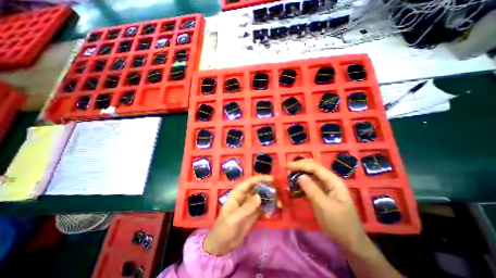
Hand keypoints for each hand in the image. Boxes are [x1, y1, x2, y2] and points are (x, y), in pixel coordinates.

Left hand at [202, 176, 272, 256]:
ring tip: (279, 206)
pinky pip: (263, 207)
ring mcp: (250, 204)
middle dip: (268, 190)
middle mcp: (244, 196)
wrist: (222, 244)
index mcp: (238, 193)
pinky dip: (268, 209)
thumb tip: (259, 196)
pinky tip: (270, 216)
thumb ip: (247, 207)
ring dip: (270, 200)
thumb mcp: (235, 218)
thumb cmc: (225, 228)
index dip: (260, 179)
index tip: (272, 179)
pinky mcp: (253, 213)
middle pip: (258, 188)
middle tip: (278, 194)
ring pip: (262, 198)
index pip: (250, 182)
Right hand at [287, 159, 367, 251]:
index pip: (315, 167)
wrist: (350, 240)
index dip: (300, 165)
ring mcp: (327, 185)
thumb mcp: (324, 207)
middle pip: (314, 167)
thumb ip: (312, 190)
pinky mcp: (323, 190)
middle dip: (300, 165)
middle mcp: (331, 179)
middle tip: (287, 169)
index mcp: (334, 181)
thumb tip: (300, 176)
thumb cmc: (339, 224)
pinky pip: (312, 181)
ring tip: (290, 174)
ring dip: (301, 171)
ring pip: (312, 173)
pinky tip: (296, 181)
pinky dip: (303, 179)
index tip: (287, 166)